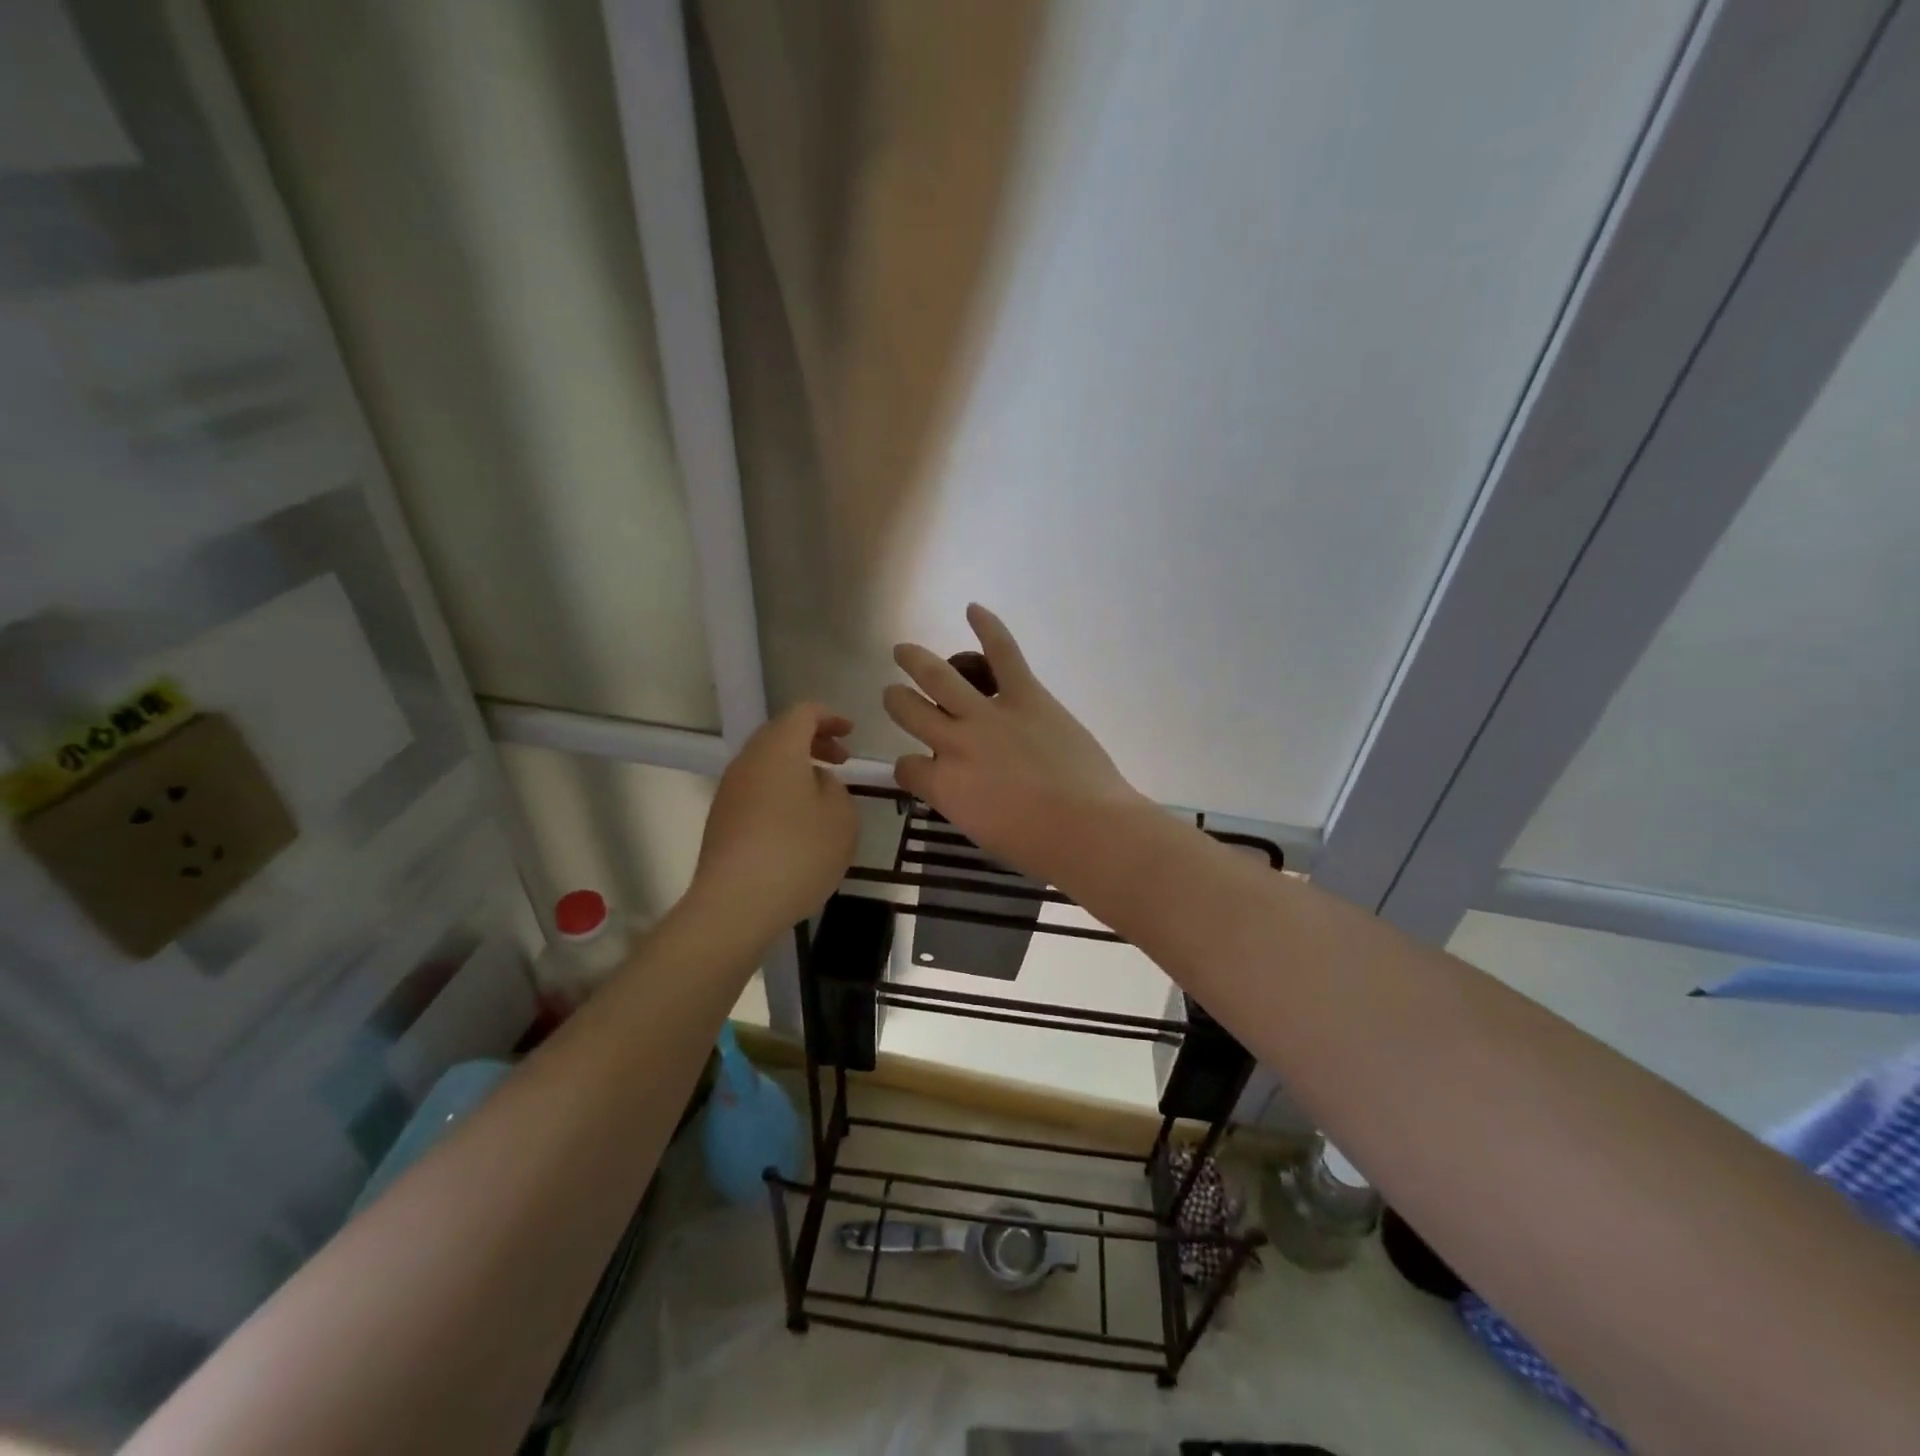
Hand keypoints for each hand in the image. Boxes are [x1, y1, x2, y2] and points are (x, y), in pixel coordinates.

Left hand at [694, 704, 858, 932]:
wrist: (735, 904)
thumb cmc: (798, 852)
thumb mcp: (841, 818)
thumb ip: (836, 789)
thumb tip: (817, 782)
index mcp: (779, 748)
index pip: (803, 713)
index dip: (830, 717)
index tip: (851, 733)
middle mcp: (748, 761)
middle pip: (780, 734)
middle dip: (813, 741)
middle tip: (841, 761)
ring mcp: (730, 791)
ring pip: (766, 764)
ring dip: (796, 769)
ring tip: (823, 796)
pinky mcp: (721, 820)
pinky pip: (756, 790)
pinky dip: (780, 792)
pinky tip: (798, 824)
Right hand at [884, 604, 1149, 880]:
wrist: (1087, 829)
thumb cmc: (1038, 848)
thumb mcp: (982, 833)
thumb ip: (962, 803)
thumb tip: (962, 788)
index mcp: (943, 787)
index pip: (907, 767)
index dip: (909, 767)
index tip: (919, 768)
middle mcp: (954, 744)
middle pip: (909, 711)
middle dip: (897, 700)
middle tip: (895, 693)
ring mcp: (988, 715)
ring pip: (939, 677)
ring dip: (916, 660)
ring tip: (904, 651)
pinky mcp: (1026, 697)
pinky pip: (1003, 654)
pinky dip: (989, 628)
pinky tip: (973, 609)